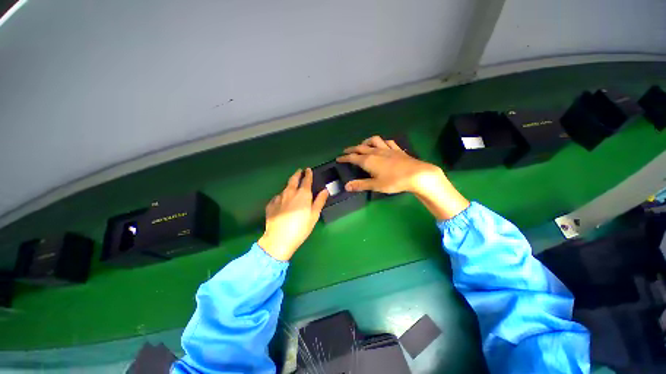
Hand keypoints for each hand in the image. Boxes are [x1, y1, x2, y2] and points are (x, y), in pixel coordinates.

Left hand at [258, 168, 328, 260]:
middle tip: (299, 171)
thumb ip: (320, 201)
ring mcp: (279, 198)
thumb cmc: (301, 227)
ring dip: (289, 184)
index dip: (308, 174)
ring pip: (285, 188)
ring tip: (292, 185)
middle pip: (293, 179)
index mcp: (303, 194)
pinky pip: (277, 197)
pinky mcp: (271, 205)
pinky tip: (281, 200)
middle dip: (297, 174)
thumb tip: (325, 190)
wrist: (279, 239)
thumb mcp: (314, 215)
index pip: (306, 180)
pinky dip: (281, 196)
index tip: (308, 169)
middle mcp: (290, 192)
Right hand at [337, 136, 468, 219]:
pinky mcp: (397, 150)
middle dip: (352, 149)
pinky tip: (382, 145)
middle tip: (346, 151)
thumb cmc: (394, 181)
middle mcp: (376, 152)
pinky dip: (382, 142)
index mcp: (369, 161)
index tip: (338, 158)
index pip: (353, 157)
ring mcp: (387, 149)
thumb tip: (346, 186)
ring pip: (374, 141)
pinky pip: (387, 142)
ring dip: (366, 142)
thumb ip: (360, 184)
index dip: (344, 158)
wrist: (416, 174)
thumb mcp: (375, 185)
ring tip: (363, 145)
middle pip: (361, 148)